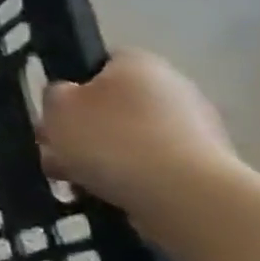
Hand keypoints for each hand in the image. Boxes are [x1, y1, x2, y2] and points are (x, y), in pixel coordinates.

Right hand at [39, 50, 239, 214]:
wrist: (185, 197)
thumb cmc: (111, 139)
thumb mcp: (57, 107)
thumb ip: (54, 94)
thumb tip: (67, 96)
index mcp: (138, 63)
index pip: (98, 63)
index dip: (70, 86)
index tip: (54, 113)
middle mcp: (172, 87)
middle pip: (112, 105)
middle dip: (82, 129)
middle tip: (55, 152)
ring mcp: (195, 129)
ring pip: (129, 138)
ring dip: (101, 157)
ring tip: (74, 182)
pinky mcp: (205, 167)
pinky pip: (152, 166)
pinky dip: (129, 178)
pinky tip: (106, 195)